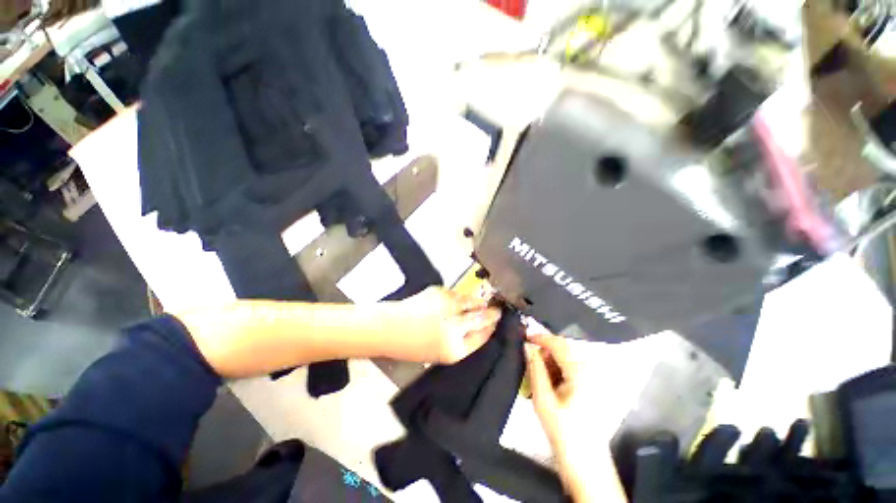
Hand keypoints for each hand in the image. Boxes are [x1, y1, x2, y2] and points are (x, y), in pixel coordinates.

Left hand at [387, 286, 500, 363]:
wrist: (390, 328)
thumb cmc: (413, 346)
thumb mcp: (440, 353)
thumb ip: (462, 342)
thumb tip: (481, 327)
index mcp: (454, 349)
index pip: (482, 337)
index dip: (491, 328)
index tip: (496, 323)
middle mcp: (454, 327)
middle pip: (481, 318)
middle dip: (492, 314)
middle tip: (498, 311)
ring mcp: (447, 307)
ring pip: (471, 302)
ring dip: (478, 302)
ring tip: (482, 302)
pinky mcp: (439, 292)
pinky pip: (456, 295)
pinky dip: (460, 297)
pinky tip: (459, 300)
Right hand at [526, 333, 626, 502]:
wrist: (584, 459)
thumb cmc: (562, 430)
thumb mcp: (543, 398)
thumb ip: (535, 368)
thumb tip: (527, 346)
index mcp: (580, 373)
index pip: (559, 344)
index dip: (541, 337)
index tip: (525, 336)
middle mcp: (590, 370)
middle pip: (564, 348)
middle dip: (545, 350)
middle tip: (531, 360)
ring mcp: (593, 377)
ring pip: (568, 357)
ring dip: (552, 360)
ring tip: (540, 375)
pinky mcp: (593, 384)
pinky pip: (573, 367)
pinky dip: (559, 368)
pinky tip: (551, 381)